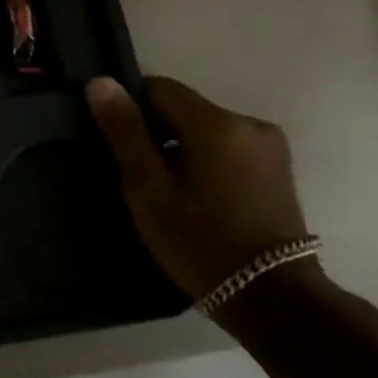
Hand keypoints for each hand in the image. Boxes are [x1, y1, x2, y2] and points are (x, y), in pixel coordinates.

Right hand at [86, 76, 309, 299]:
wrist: (270, 295)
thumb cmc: (198, 239)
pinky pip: (226, 146)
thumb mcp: (147, 187)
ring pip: (205, 128)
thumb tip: (100, 82)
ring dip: (180, 146)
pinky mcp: (277, 168)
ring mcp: (269, 146)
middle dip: (156, 130)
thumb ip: (124, 131)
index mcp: (216, 123)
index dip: (131, 109)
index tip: (118, 145)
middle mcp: (249, 122)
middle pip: (184, 107)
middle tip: (137, 173)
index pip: (159, 88)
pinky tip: (195, 194)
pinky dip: (204, 159)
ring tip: (165, 188)